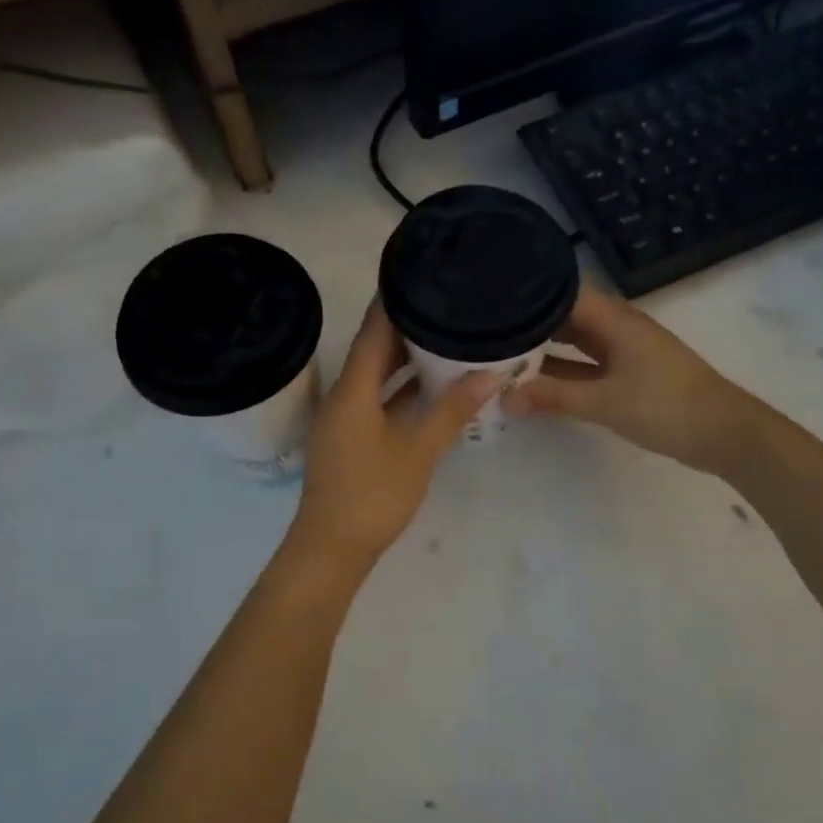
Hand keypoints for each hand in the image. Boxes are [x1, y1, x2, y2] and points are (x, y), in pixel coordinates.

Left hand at [289, 303, 499, 569]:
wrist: (331, 549)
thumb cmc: (372, 494)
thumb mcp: (418, 450)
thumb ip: (452, 410)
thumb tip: (491, 373)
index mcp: (353, 389)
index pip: (373, 330)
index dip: (393, 301)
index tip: (419, 273)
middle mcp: (343, 395)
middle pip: (373, 350)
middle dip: (406, 328)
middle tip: (444, 304)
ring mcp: (345, 418)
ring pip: (376, 377)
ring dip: (405, 360)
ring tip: (444, 337)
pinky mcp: (351, 439)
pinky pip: (377, 399)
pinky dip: (400, 390)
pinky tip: (431, 387)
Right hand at [504, 286, 756, 474]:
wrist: (724, 434)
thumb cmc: (666, 406)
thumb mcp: (605, 402)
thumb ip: (553, 397)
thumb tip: (503, 398)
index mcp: (615, 319)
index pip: (563, 292)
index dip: (529, 293)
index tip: (492, 299)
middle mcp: (617, 327)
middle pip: (566, 315)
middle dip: (530, 322)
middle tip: (486, 329)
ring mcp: (623, 351)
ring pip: (575, 342)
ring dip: (544, 350)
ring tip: (500, 353)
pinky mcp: (627, 374)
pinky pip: (585, 365)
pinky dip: (562, 372)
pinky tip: (534, 383)